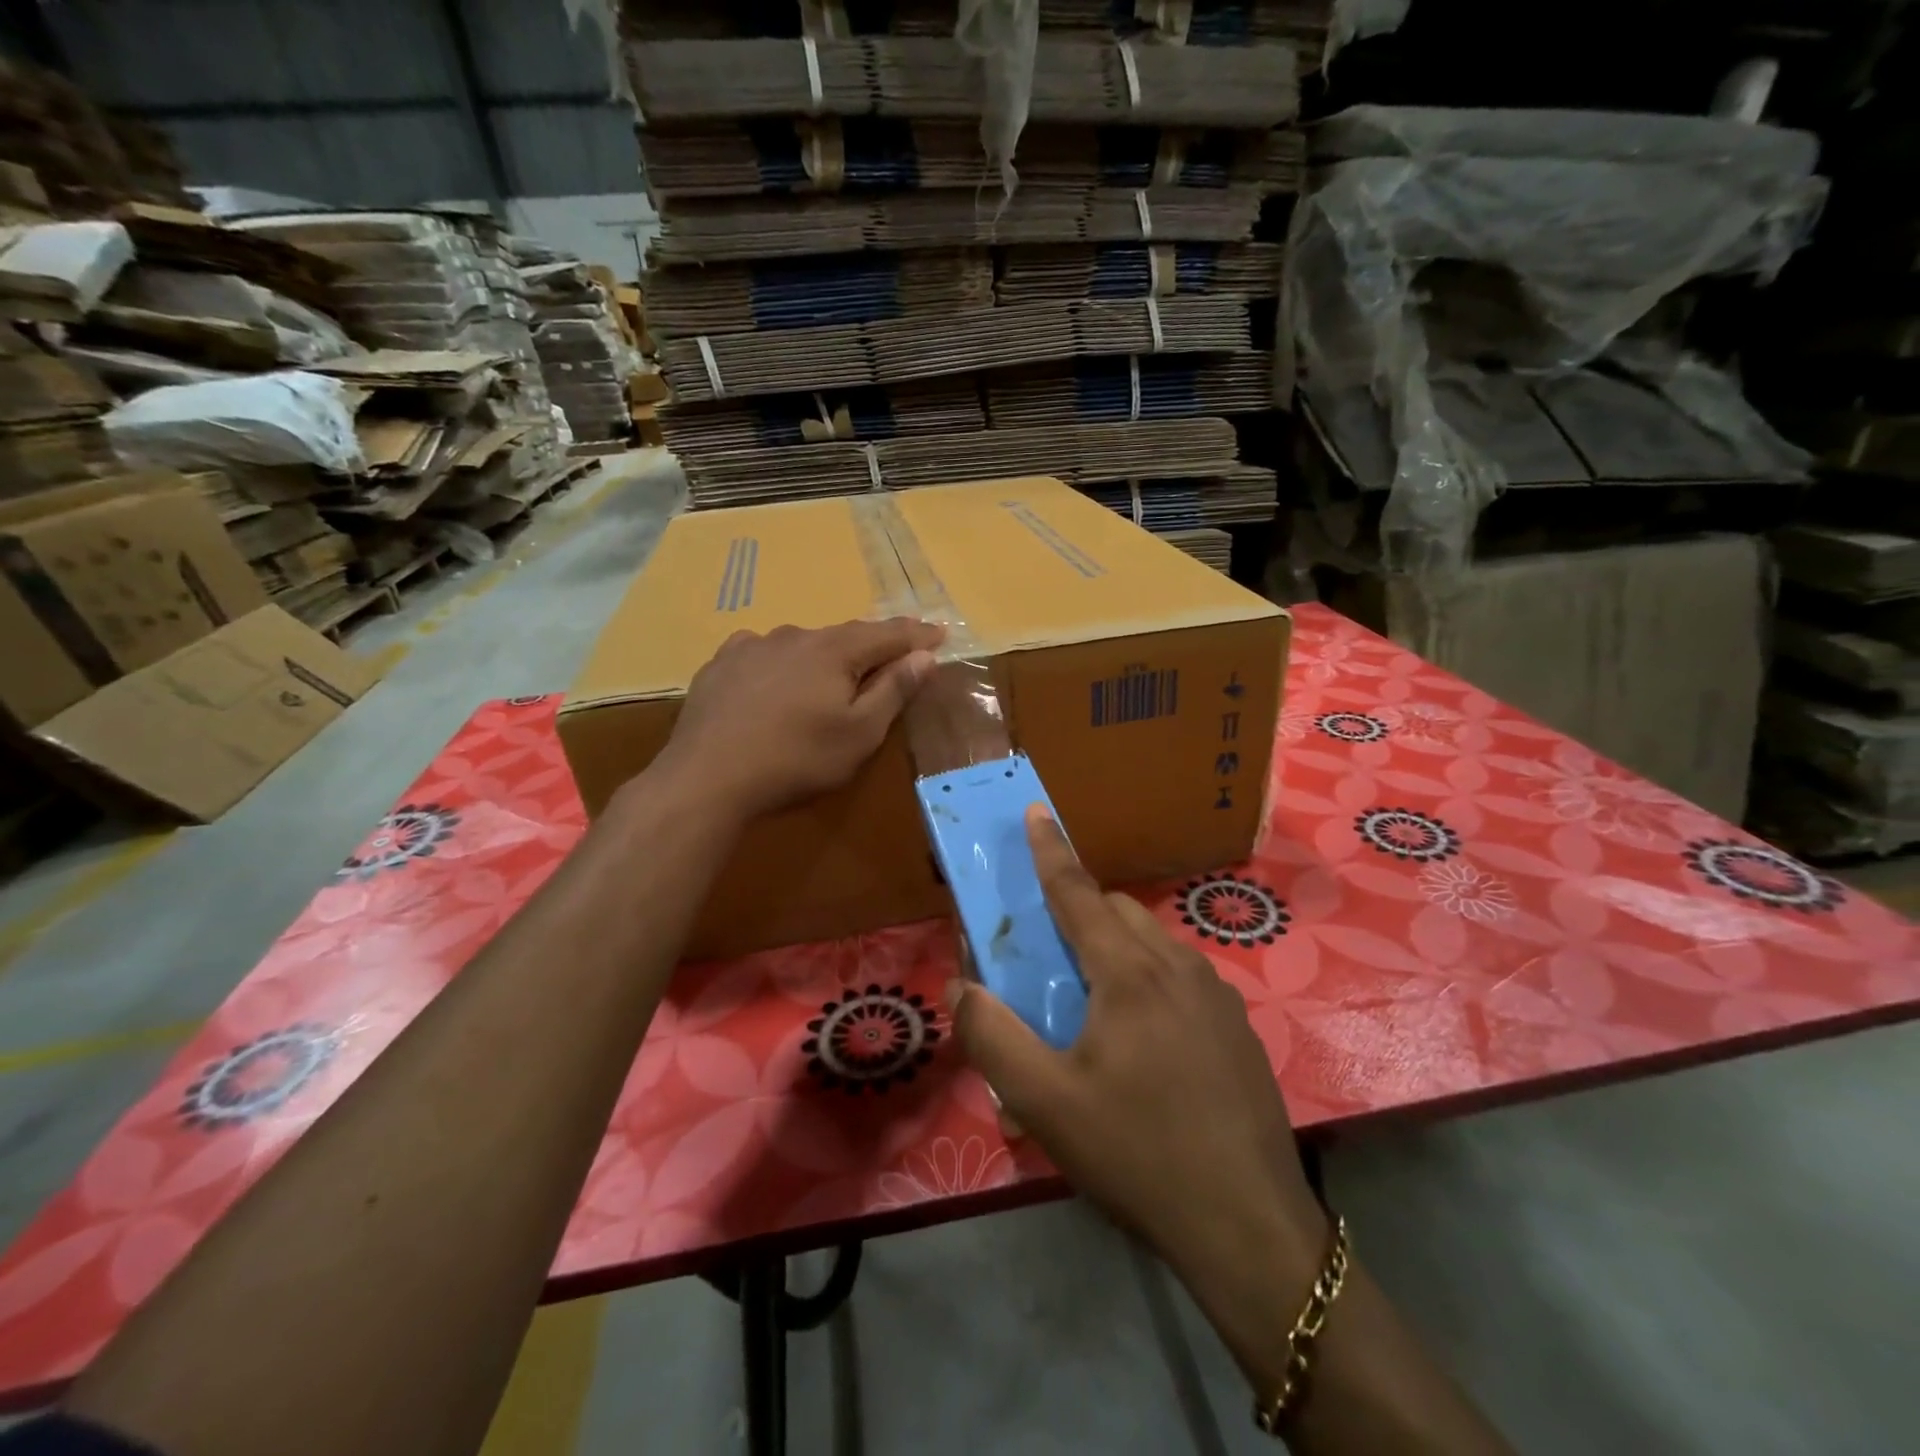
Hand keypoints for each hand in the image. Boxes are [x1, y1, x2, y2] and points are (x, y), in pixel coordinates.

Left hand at [655, 618, 943, 822]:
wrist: (708, 777)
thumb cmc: (797, 759)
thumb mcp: (859, 734)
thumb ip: (894, 691)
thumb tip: (925, 656)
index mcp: (835, 650)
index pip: (888, 634)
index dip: (917, 634)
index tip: (940, 633)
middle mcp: (795, 635)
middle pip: (845, 635)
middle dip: (872, 645)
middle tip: (891, 656)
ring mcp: (752, 646)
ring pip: (802, 644)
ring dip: (823, 656)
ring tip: (829, 675)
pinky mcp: (721, 664)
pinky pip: (762, 654)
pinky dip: (781, 663)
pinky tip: (774, 678)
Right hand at [947, 807, 1326, 1313]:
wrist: (1248, 1227)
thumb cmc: (1138, 1153)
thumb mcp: (1046, 1103)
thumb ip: (993, 1037)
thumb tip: (962, 986)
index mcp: (1129, 973)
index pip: (1078, 892)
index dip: (1051, 850)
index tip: (1037, 810)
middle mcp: (1178, 966)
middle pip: (1118, 912)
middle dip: (1080, 910)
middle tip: (1050, 952)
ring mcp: (1217, 995)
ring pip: (1154, 944)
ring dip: (1117, 949)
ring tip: (1094, 1006)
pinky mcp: (1238, 1026)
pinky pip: (1182, 977)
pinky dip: (1150, 980)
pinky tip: (1145, 1043)